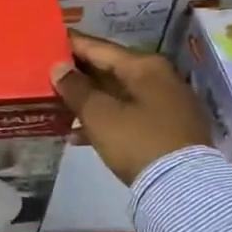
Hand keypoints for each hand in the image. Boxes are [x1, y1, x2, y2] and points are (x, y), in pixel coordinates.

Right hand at [51, 31, 212, 186]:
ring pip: (118, 95)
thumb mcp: (100, 114)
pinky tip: (78, 135)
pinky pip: (129, 115)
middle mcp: (160, 78)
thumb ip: (76, 88)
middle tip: (47, 75)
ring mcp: (167, 105)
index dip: (71, 44)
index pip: (99, 47)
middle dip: (78, 75)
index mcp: (145, 66)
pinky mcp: (168, 130)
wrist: (185, 190)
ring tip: (56, 105)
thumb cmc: (138, 141)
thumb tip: (59, 68)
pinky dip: (105, 120)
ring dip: (89, 100)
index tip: (46, 41)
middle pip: (110, 70)